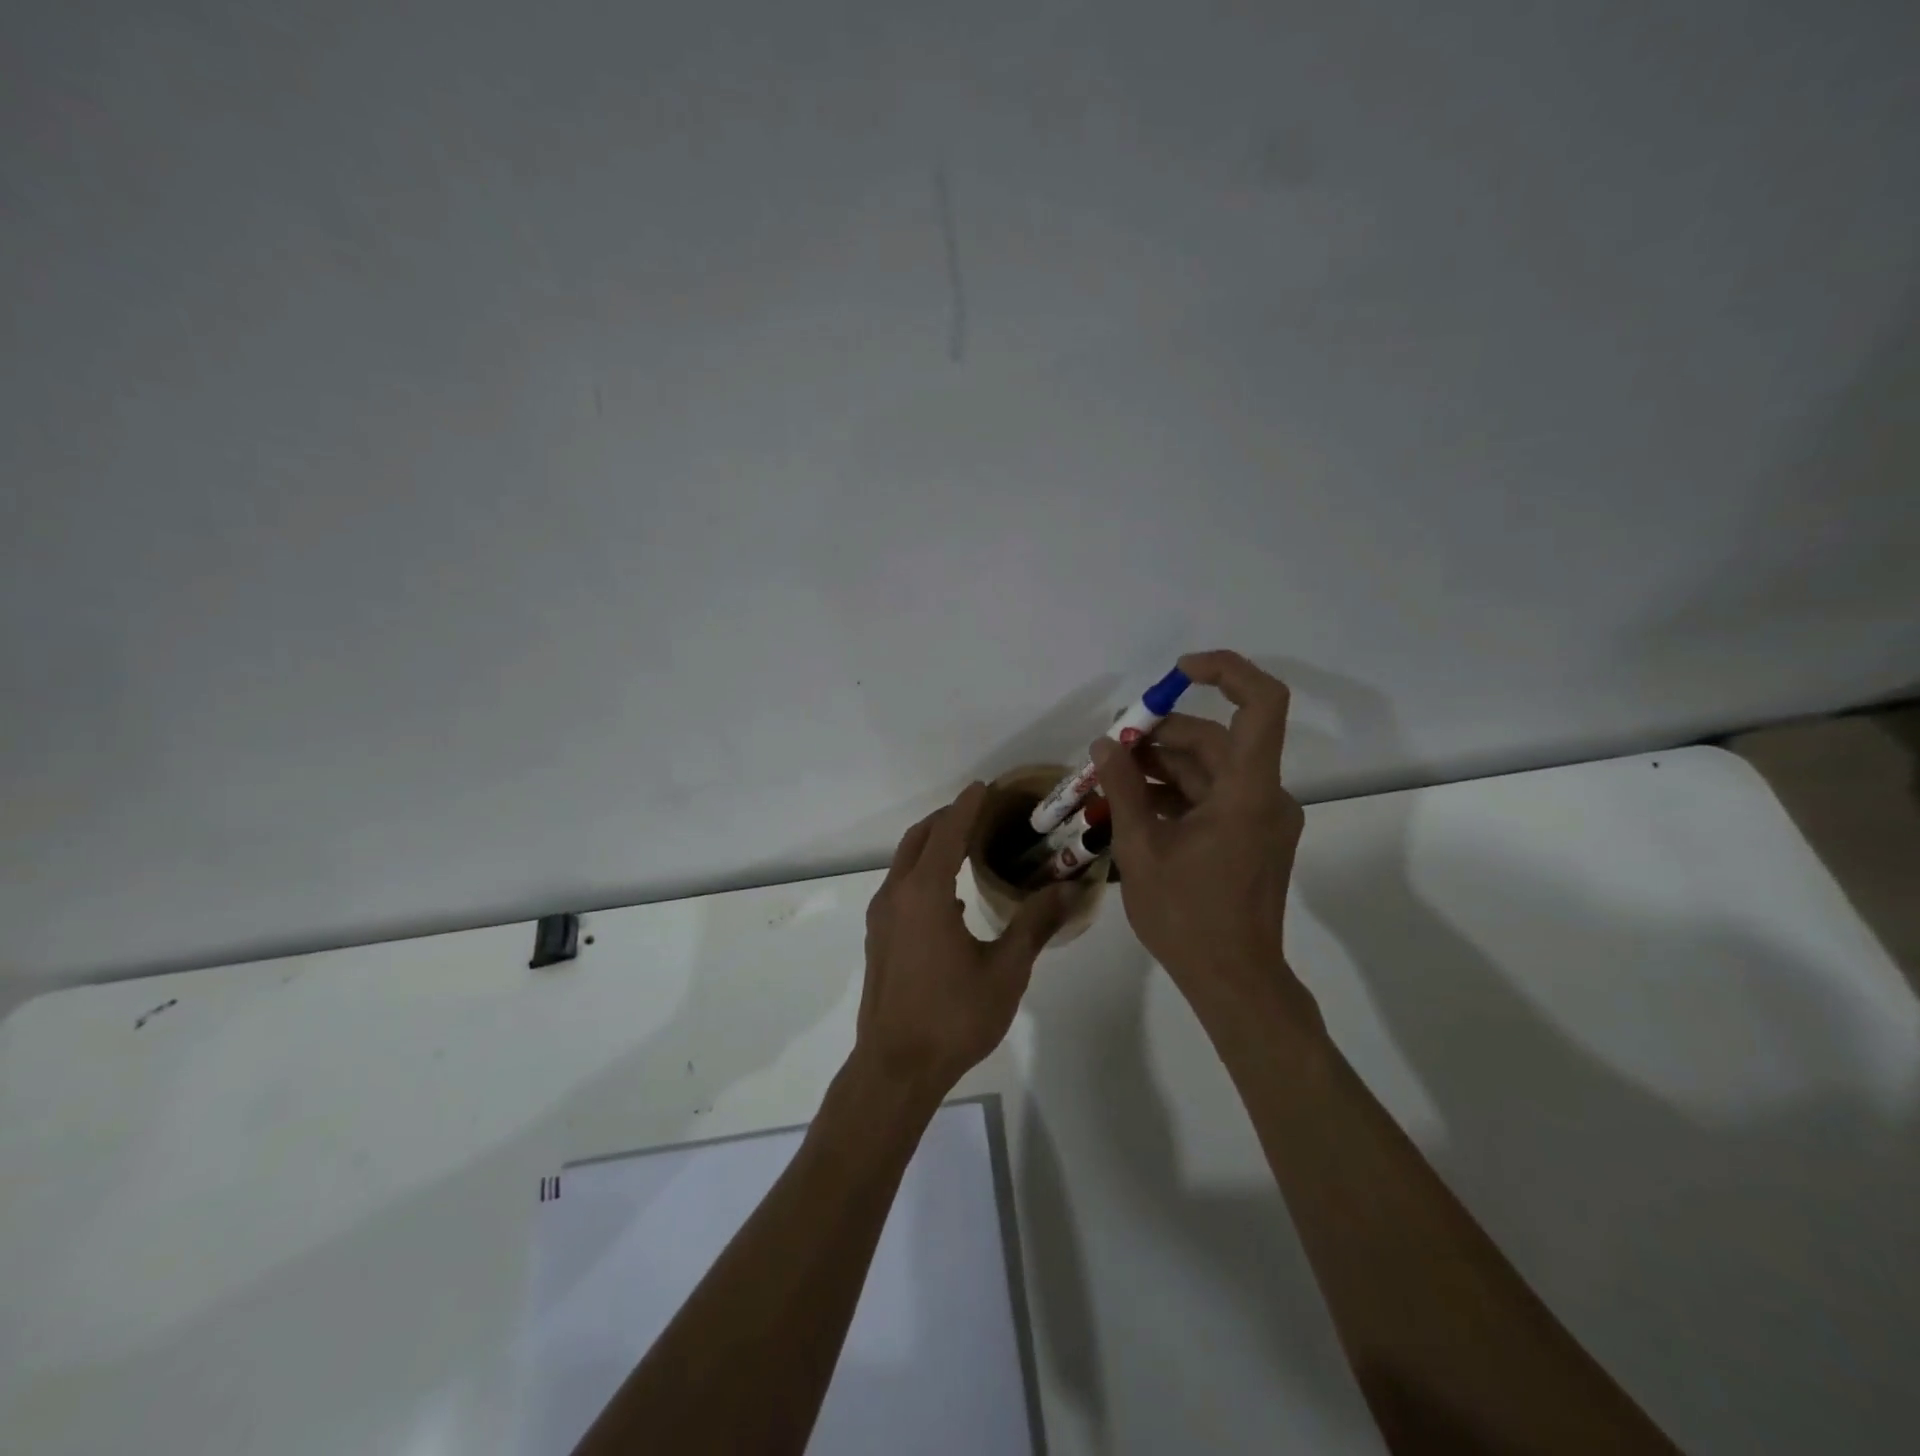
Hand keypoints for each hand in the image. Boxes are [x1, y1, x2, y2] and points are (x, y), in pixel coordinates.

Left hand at [856, 782, 1077, 1096]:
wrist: (895, 1068)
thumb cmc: (954, 1016)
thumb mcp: (1005, 970)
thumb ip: (1035, 923)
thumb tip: (1071, 888)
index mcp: (926, 893)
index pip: (948, 832)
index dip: (968, 806)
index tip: (985, 786)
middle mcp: (897, 895)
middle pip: (920, 839)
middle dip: (947, 819)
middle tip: (981, 811)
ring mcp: (881, 917)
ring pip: (905, 862)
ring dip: (933, 844)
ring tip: (968, 844)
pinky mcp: (878, 937)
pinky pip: (901, 886)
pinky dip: (923, 872)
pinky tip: (951, 895)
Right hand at [1092, 650, 1311, 1023]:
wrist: (1233, 980)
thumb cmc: (1187, 917)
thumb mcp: (1142, 849)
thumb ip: (1124, 788)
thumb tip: (1105, 744)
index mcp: (1248, 792)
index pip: (1261, 704)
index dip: (1225, 672)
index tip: (1176, 673)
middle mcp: (1264, 795)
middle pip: (1217, 739)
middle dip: (1162, 734)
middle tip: (1111, 745)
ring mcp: (1261, 817)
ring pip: (1211, 768)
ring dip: (1163, 765)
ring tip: (1111, 776)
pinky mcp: (1252, 835)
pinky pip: (1213, 796)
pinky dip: (1176, 792)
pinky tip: (1133, 802)